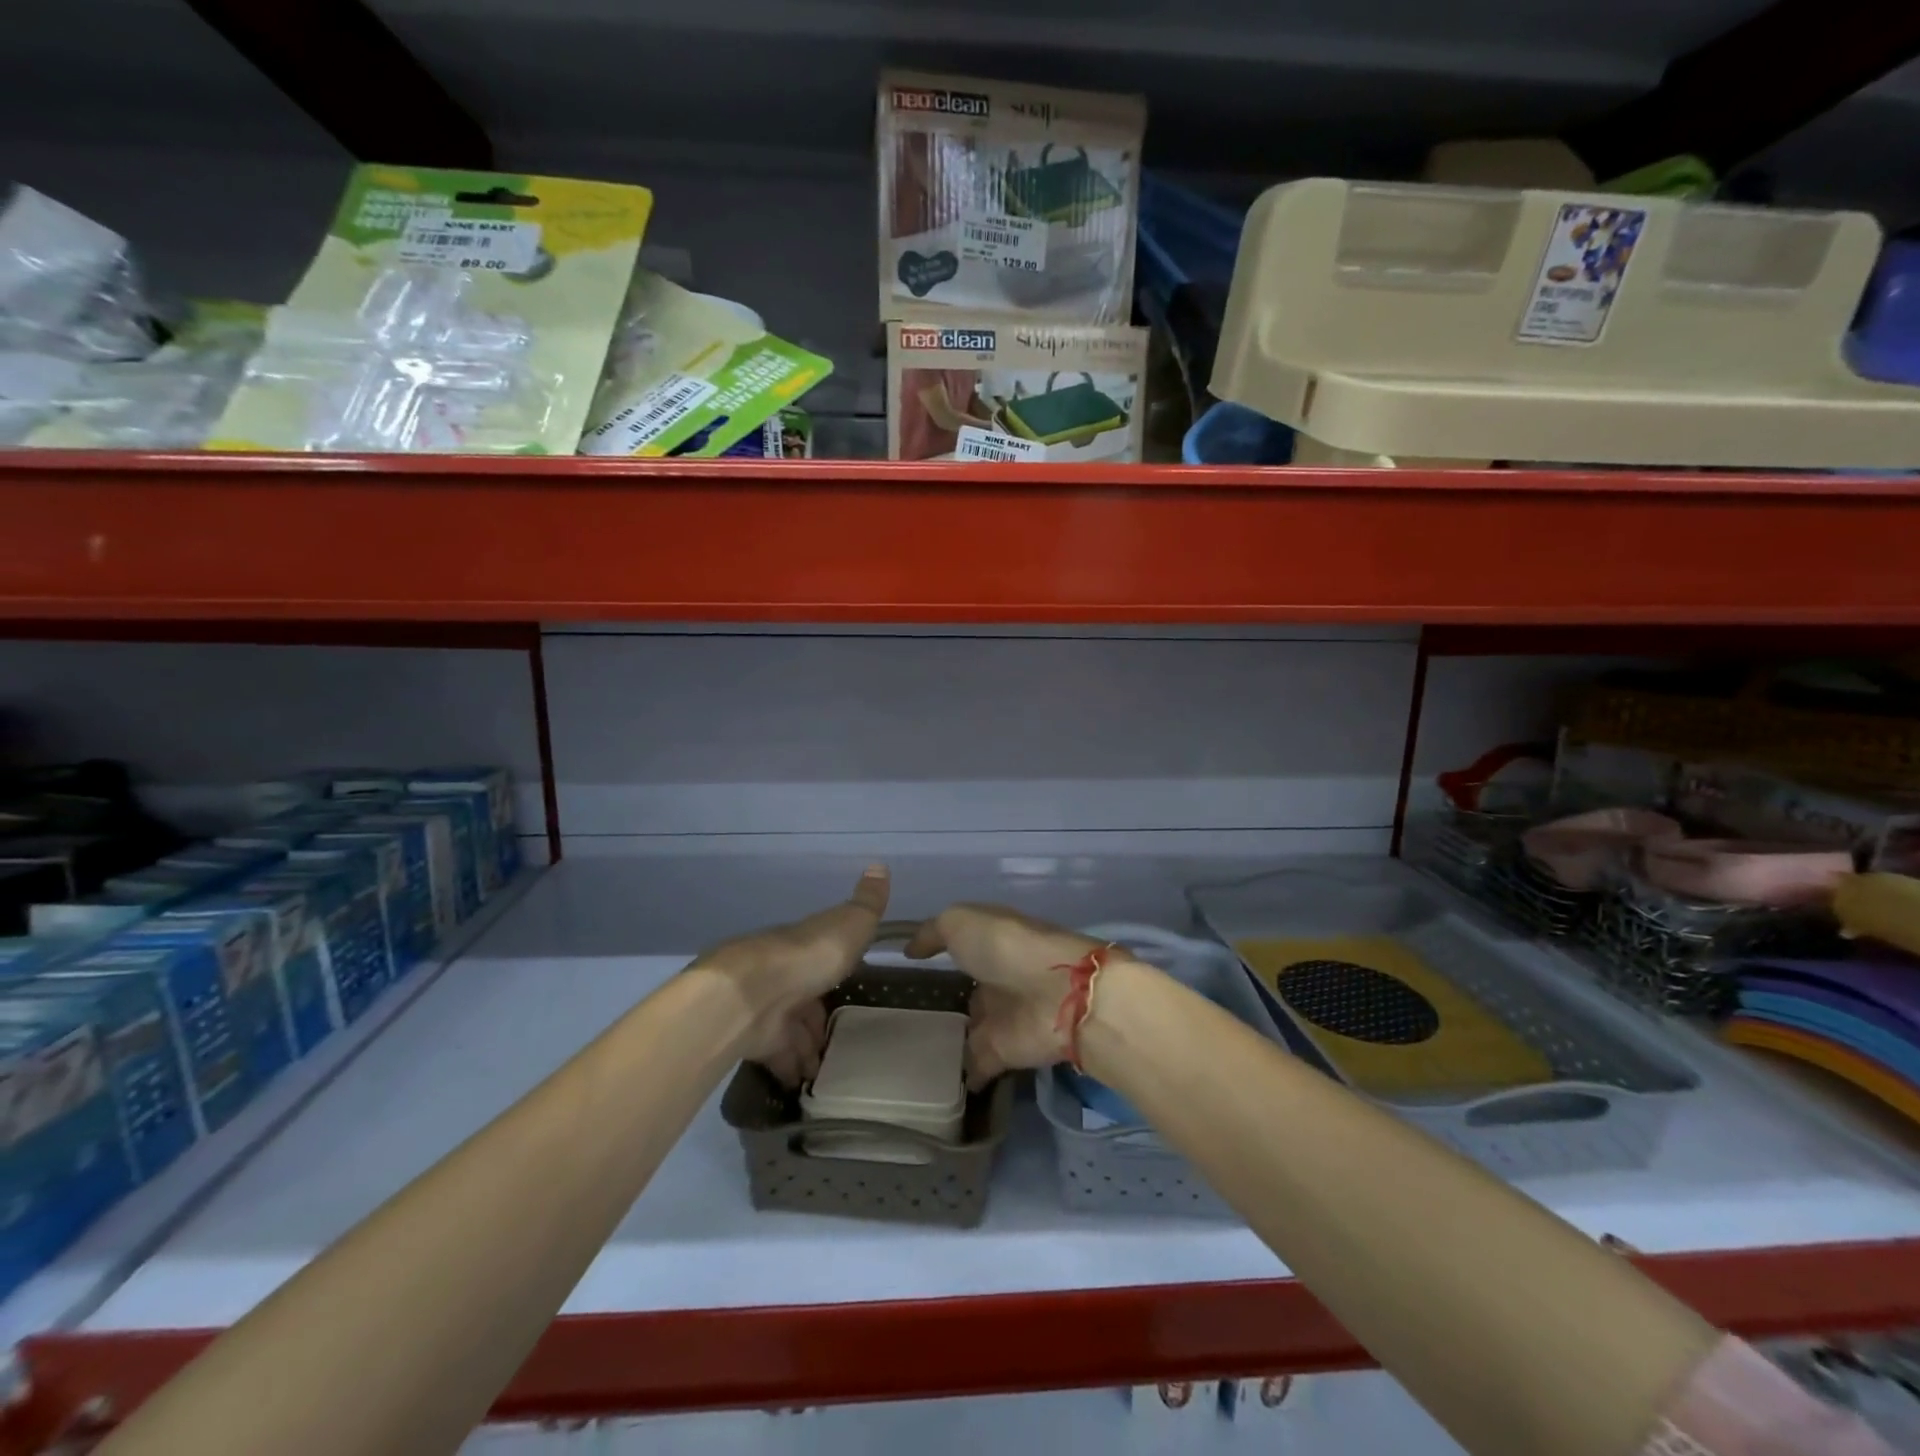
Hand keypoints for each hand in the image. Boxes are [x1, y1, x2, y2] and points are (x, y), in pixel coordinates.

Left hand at [697, 865, 889, 1085]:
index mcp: (807, 945)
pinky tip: (802, 1083)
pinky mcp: (755, 1039)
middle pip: (804, 997)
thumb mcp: (850, 923)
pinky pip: (776, 1057)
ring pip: (791, 1029)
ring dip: (806, 1048)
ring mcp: (767, 1007)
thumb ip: (868, 902)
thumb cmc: (809, 955)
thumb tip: (879, 864)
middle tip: (842, 1041)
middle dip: (819, 1018)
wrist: (752, 993)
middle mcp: (784, 973)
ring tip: (826, 1070)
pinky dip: (789, 1069)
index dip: (837, 972)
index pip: (824, 957)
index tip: (852, 988)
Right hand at [905, 905, 1103, 1088]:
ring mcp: (1003, 1016)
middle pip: (971, 990)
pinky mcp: (1005, 1053)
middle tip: (910, 1017)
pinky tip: (933, 1083)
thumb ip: (934, 933)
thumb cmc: (1006, 947)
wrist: (1057, 995)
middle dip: (950, 1000)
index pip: (965, 945)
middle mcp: (999, 977)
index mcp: (993, 941)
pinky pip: (976, 1066)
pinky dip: (962, 1076)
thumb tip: (911, 950)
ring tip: (915, 1053)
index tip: (913, 964)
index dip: (944, 950)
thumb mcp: (961, 922)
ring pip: (973, 1029)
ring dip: (954, 1040)